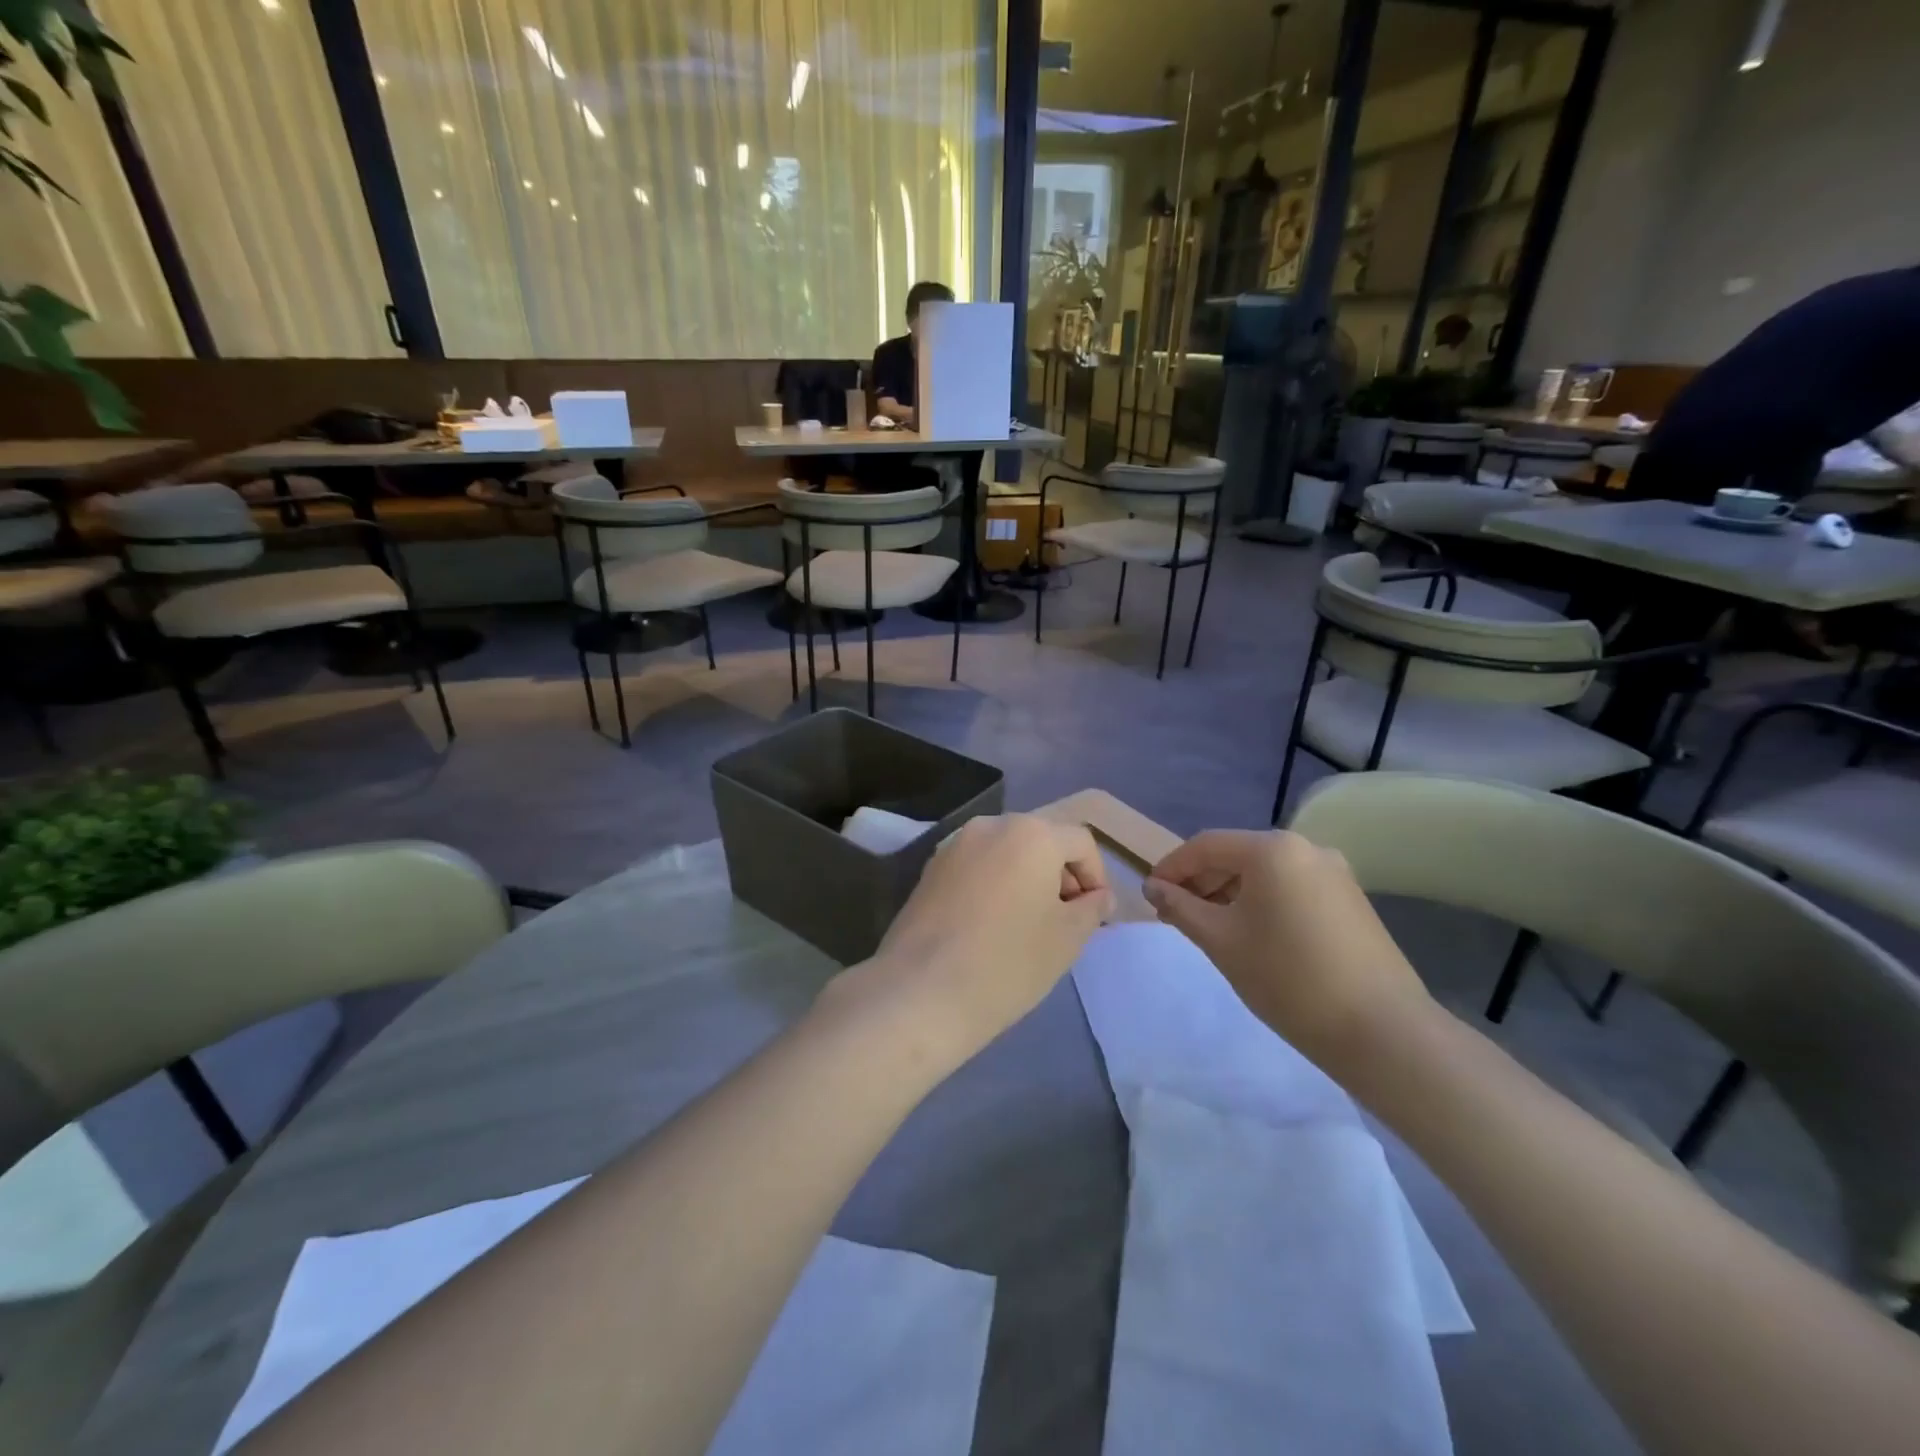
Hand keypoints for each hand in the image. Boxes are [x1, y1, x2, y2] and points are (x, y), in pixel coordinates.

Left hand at [860, 815, 1110, 1059]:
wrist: (922, 991)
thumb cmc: (1008, 962)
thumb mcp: (1067, 939)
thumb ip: (1091, 908)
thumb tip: (1097, 896)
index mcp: (1031, 833)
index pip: (1080, 843)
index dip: (1096, 877)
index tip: (1095, 916)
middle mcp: (991, 826)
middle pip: (1040, 840)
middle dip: (1060, 875)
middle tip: (1066, 920)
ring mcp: (954, 845)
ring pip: (1005, 852)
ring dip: (1026, 878)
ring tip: (1027, 924)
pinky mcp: (929, 869)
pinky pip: (976, 867)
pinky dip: (994, 885)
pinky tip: (990, 926)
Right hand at [1142, 830, 1430, 1065]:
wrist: (1382, 1031)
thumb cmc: (1287, 978)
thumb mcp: (1221, 940)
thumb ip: (1181, 907)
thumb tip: (1154, 888)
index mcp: (1271, 849)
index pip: (1205, 845)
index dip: (1171, 868)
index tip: (1150, 897)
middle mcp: (1306, 848)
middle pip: (1236, 855)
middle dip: (1200, 881)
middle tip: (1175, 916)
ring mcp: (1334, 872)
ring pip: (1264, 873)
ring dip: (1229, 893)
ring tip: (1208, 929)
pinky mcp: (1350, 899)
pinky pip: (1290, 888)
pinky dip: (1261, 903)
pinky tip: (1250, 935)